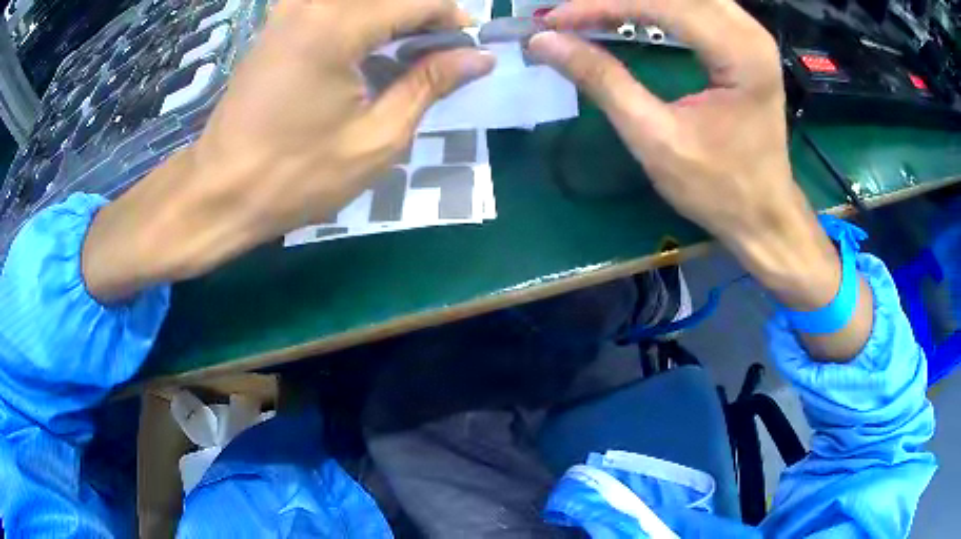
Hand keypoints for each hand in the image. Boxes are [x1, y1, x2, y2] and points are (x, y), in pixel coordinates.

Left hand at [82, 0, 493, 301]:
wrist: (208, 202)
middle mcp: (314, 5)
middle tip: (456, 53)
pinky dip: (373, 31)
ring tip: (426, 60)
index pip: (424, 2)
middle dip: (431, 21)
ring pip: (368, 4)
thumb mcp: (376, 142)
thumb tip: (473, 57)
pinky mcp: (280, 31)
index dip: (459, 22)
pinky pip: (344, 17)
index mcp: (339, 26)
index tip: (480, 45)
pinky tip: (384, 61)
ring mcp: (293, 14)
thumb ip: (429, 85)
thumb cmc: (284, 184)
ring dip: (402, 24)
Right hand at [528, 0, 871, 358]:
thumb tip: (546, 42)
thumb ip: (603, 80)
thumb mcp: (656, 138)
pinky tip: (629, 14)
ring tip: (593, 12)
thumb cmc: (718, 187)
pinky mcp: (745, 43)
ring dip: (637, 1)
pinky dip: (657, 8)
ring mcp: (751, 35)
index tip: (555, 20)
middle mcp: (750, 33)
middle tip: (572, 13)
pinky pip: (695, 7)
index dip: (601, 6)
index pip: (661, 6)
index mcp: (740, 54)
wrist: (764, 215)